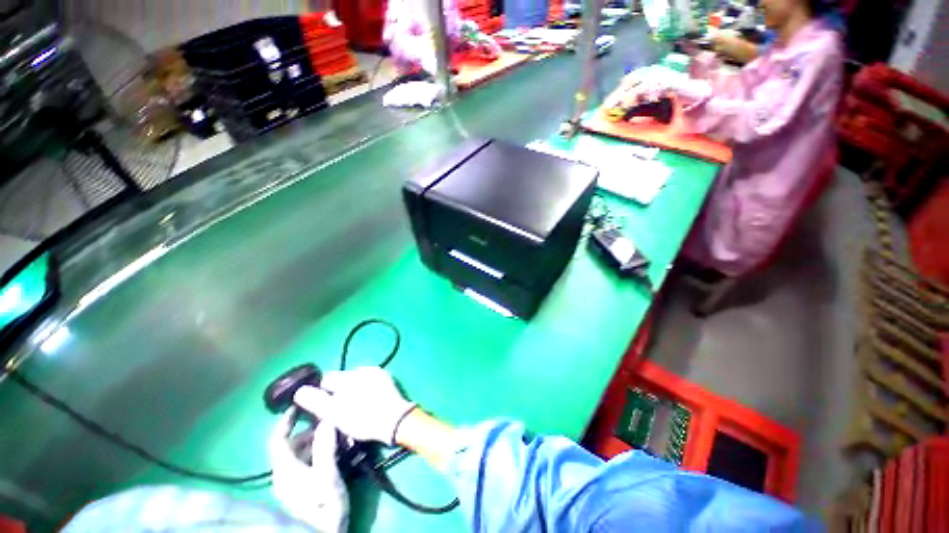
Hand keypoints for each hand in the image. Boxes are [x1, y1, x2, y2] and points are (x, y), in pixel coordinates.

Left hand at [269, 408, 348, 532]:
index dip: (286, 421)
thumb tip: (326, 420)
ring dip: (318, 441)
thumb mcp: (327, 477)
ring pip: (302, 454)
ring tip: (338, 434)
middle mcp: (285, 474)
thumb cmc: (322, 507)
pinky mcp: (303, 489)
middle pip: (293, 445)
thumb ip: (325, 448)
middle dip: (311, 430)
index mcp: (285, 470)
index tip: (299, 404)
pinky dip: (320, 452)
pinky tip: (336, 451)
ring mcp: (294, 483)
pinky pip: (308, 463)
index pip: (278, 439)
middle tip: (331, 420)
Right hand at [294, 367, 416, 444]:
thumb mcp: (335, 414)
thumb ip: (316, 401)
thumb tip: (299, 391)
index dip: (320, 393)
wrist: (395, 420)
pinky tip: (365, 403)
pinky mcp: (387, 379)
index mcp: (349, 375)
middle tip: (337, 410)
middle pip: (341, 379)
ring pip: (355, 381)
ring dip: (351, 390)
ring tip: (352, 408)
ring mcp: (377, 372)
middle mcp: (363, 369)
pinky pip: (368, 382)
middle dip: (336, 392)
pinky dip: (364, 389)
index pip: (325, 379)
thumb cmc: (363, 419)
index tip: (321, 408)